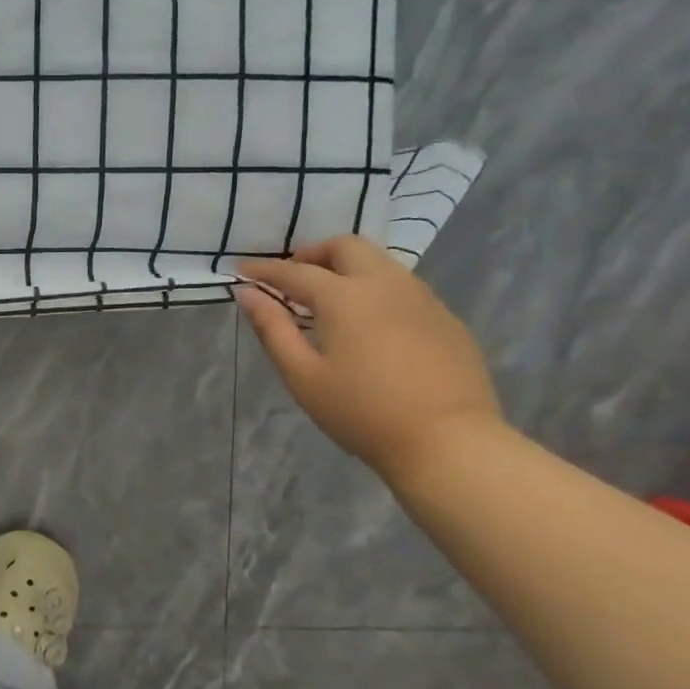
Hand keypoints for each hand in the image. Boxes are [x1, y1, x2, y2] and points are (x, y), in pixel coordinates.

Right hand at [237, 236, 505, 483]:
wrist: (448, 441)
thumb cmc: (361, 411)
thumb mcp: (302, 375)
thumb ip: (272, 329)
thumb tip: (248, 294)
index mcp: (345, 297)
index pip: (295, 271)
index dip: (264, 270)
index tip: (241, 271)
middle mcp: (385, 284)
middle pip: (346, 247)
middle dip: (313, 254)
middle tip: (291, 279)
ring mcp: (422, 298)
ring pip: (379, 262)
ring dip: (346, 268)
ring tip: (326, 299)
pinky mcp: (445, 318)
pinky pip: (403, 287)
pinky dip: (374, 289)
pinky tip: (367, 323)